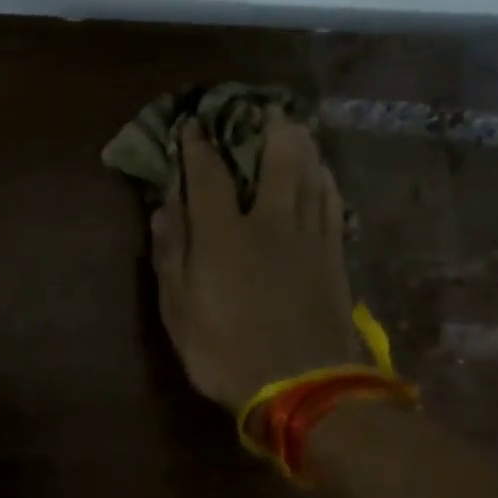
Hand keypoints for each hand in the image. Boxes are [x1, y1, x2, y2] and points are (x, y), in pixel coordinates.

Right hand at [152, 117, 363, 412]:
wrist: (302, 388)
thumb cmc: (225, 351)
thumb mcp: (178, 310)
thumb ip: (170, 254)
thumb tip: (164, 208)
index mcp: (223, 234)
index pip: (207, 175)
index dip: (197, 147)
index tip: (192, 125)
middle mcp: (269, 222)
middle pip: (276, 161)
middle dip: (267, 130)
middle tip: (262, 110)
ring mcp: (308, 237)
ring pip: (311, 176)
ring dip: (302, 147)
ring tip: (295, 129)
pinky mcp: (334, 256)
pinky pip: (333, 205)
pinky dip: (326, 181)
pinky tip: (324, 174)